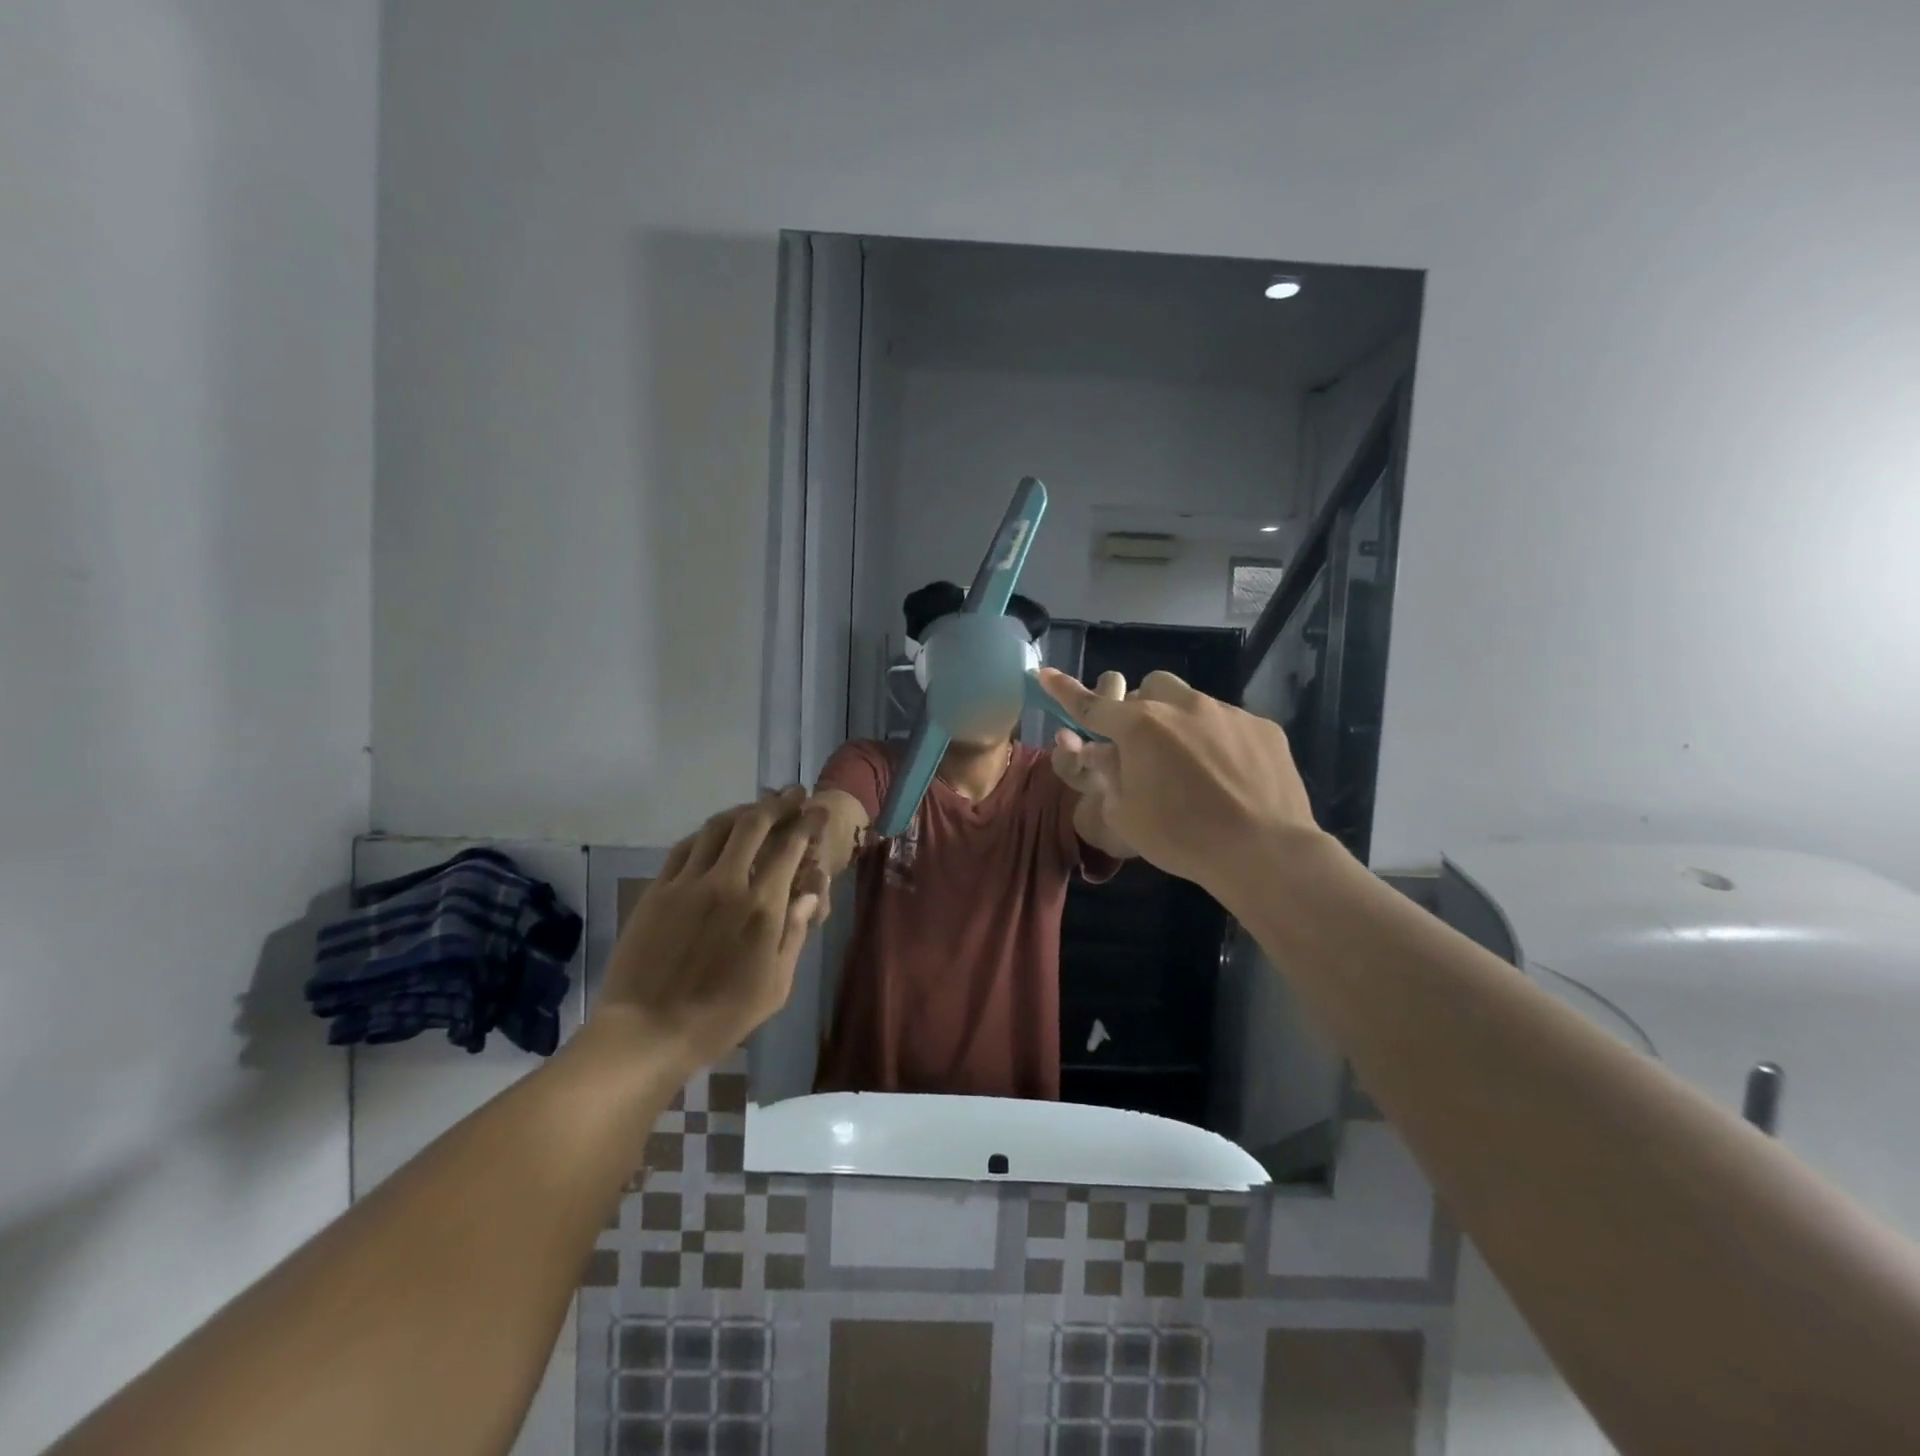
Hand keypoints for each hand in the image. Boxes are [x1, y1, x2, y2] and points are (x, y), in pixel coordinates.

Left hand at [596, 788, 826, 1067]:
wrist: (648, 1031)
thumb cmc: (721, 1016)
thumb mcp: (776, 984)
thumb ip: (795, 933)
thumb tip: (810, 894)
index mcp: (761, 906)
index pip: (790, 847)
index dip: (807, 823)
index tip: (818, 811)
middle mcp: (726, 882)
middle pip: (753, 824)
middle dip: (777, 804)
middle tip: (792, 796)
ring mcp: (687, 883)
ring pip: (716, 827)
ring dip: (742, 811)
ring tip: (756, 809)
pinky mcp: (657, 890)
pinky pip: (684, 847)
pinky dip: (706, 833)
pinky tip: (714, 834)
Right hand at [1037, 667, 1321, 888]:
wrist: (1263, 851)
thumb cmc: (1181, 837)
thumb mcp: (1125, 813)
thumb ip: (1108, 773)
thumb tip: (1100, 749)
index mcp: (1140, 727)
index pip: (1091, 704)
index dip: (1064, 690)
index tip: (1044, 673)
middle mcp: (1182, 706)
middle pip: (1152, 687)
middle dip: (1144, 708)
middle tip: (1147, 747)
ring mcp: (1227, 712)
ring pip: (1193, 702)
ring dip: (1182, 723)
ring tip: (1196, 767)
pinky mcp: (1263, 727)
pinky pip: (1230, 723)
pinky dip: (1220, 741)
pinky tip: (1231, 777)